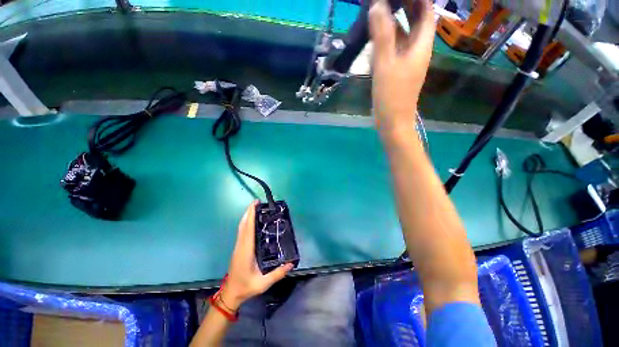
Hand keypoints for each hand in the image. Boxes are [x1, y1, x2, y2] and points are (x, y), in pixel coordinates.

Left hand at [219, 201, 293, 309]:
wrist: (230, 294)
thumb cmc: (246, 287)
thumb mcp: (263, 283)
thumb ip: (278, 274)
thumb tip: (291, 263)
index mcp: (246, 251)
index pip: (248, 229)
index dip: (251, 215)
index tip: (255, 204)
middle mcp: (241, 246)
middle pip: (243, 225)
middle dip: (248, 212)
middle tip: (257, 202)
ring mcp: (238, 246)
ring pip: (241, 227)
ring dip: (247, 216)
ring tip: (255, 208)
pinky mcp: (238, 248)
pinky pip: (242, 231)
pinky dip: (246, 222)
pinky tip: (251, 221)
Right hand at [369, 0, 434, 138]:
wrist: (392, 121)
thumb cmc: (392, 95)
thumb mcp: (386, 64)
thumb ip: (382, 36)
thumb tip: (378, 5)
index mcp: (421, 46)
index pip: (426, 12)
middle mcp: (417, 50)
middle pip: (416, 22)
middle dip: (406, 5)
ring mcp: (406, 61)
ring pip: (404, 35)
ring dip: (395, 21)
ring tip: (381, 8)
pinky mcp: (397, 71)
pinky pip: (394, 49)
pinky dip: (387, 39)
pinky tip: (377, 34)